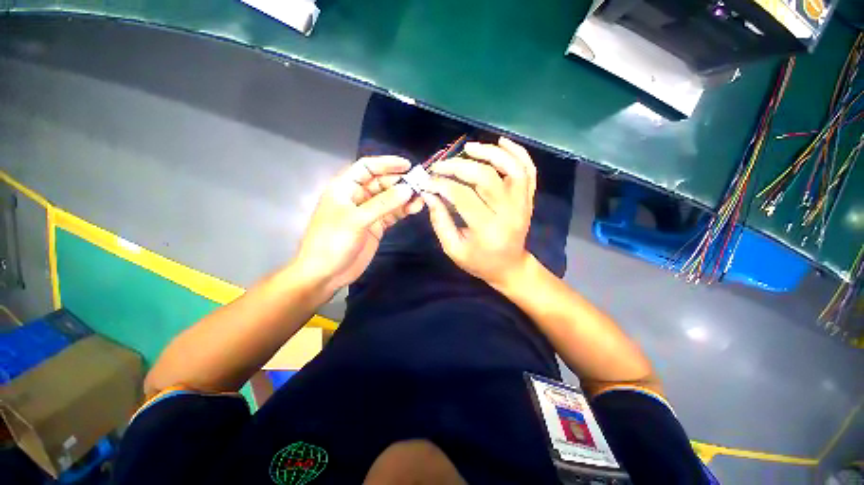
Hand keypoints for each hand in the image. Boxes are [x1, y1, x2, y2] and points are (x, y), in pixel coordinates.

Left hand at [294, 156, 423, 293]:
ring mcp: (368, 212)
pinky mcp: (376, 226)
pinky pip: (392, 213)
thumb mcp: (357, 219)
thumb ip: (383, 203)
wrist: (326, 273)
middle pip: (381, 182)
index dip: (386, 164)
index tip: (408, 166)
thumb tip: (408, 189)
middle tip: (420, 184)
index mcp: (345, 187)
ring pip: (389, 199)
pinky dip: (403, 210)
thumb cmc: (333, 241)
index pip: (367, 167)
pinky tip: (414, 209)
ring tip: (421, 198)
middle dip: (400, 182)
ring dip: (404, 197)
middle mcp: (357, 196)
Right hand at [423, 137, 536, 287]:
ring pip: (512, 168)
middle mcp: (508, 213)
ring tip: (469, 148)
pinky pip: (529, 171)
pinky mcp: (529, 199)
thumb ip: (440, 220)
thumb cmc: (479, 261)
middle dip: (459, 166)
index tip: (428, 181)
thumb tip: (429, 193)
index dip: (442, 184)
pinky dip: (518, 153)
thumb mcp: (453, 248)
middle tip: (441, 165)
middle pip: (486, 177)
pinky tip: (502, 143)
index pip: (462, 196)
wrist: (509, 266)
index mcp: (487, 229)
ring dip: (490, 153)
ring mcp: (523, 204)